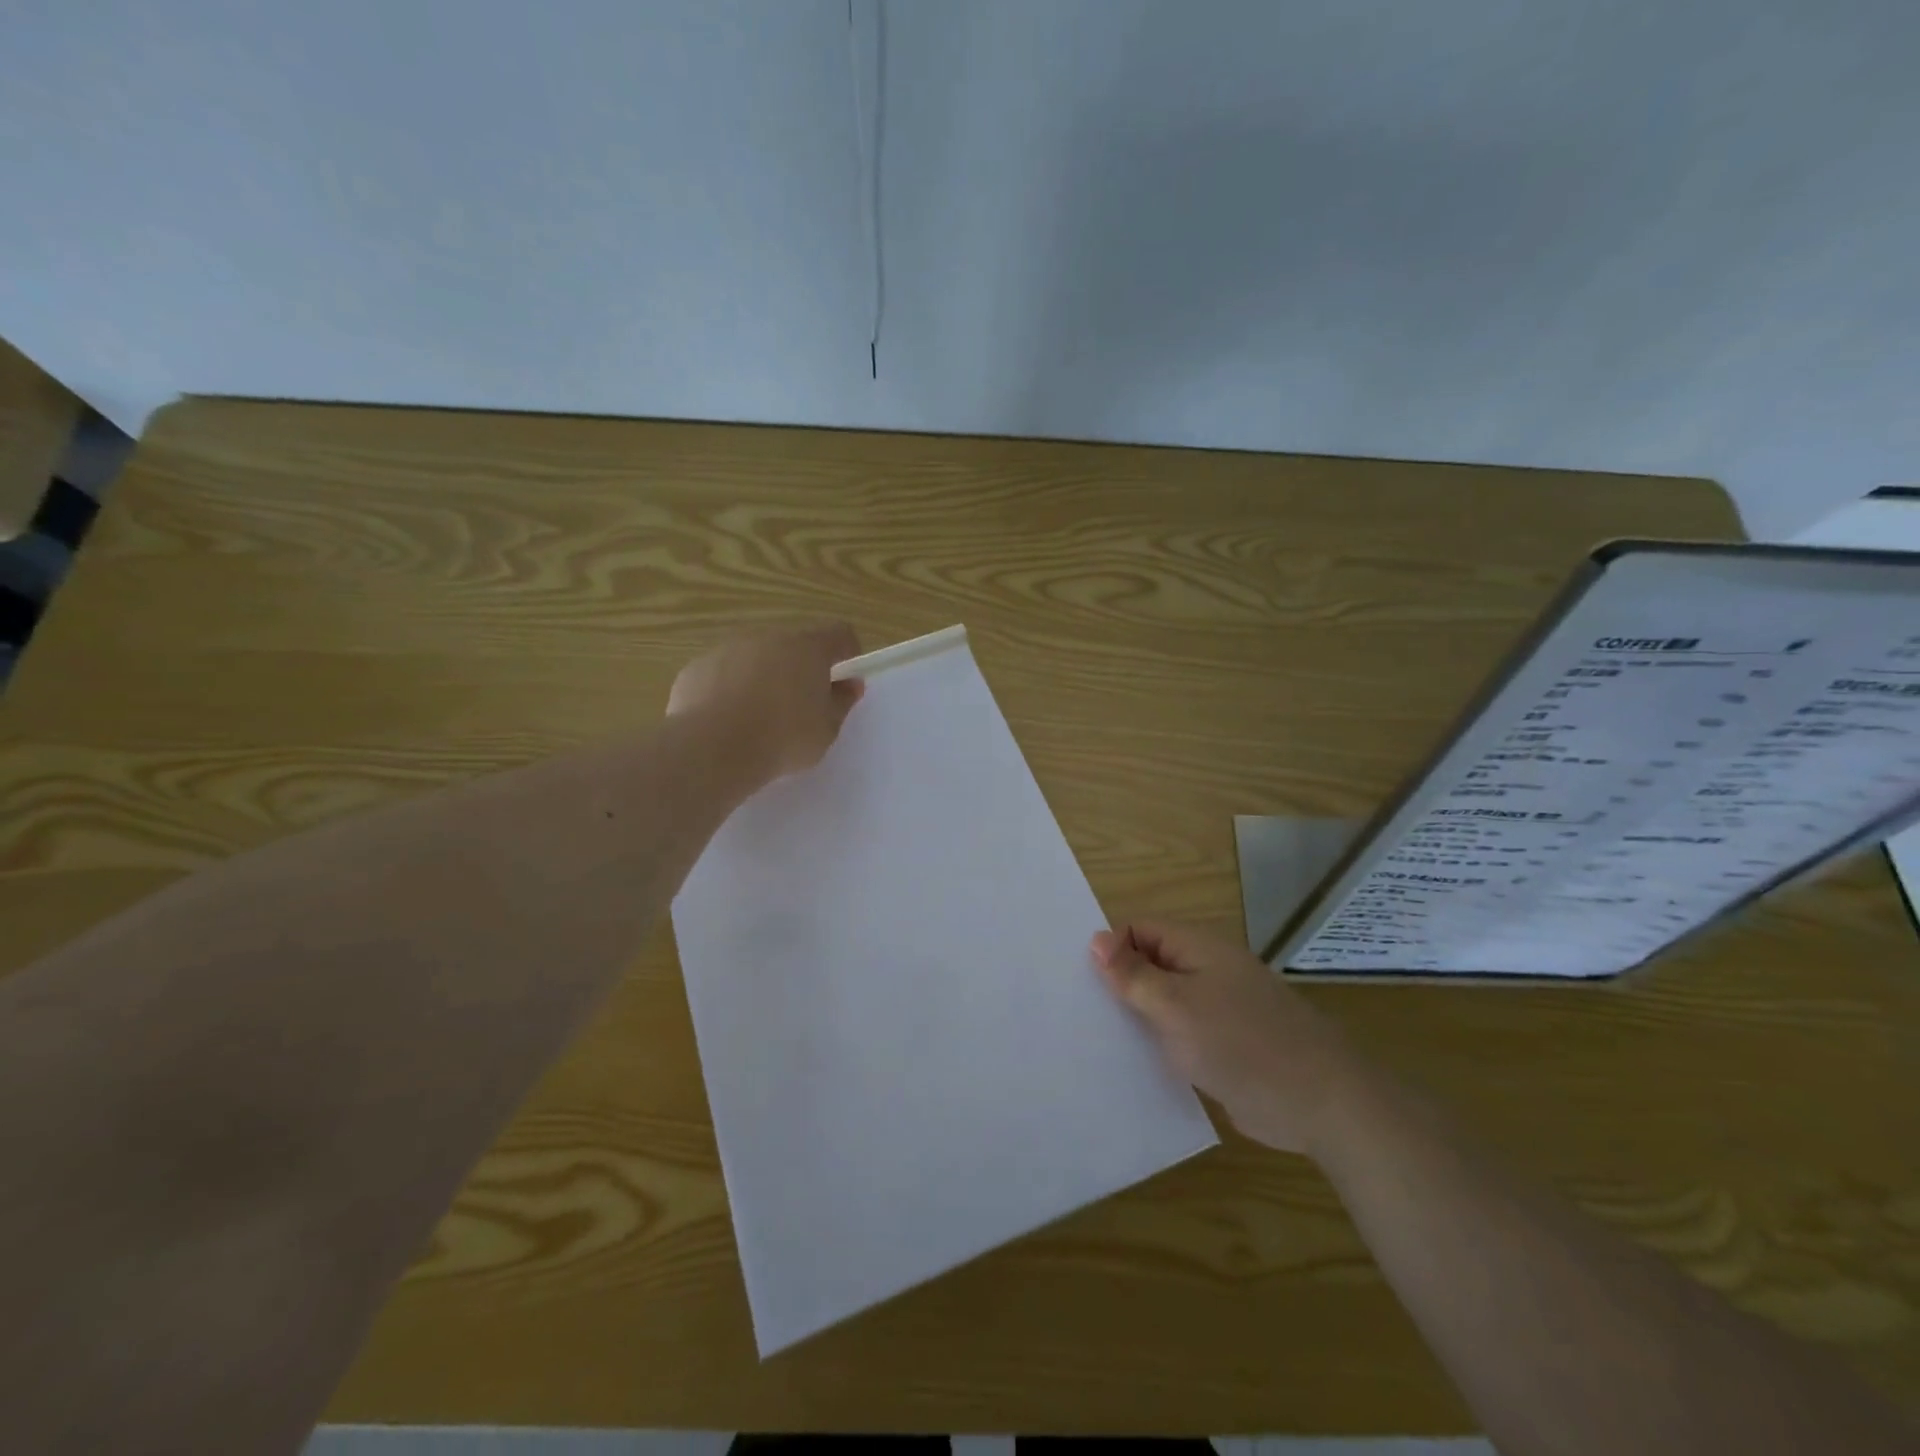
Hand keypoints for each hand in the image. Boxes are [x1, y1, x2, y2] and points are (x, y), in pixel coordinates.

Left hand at [667, 623, 864, 783]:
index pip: (838, 633)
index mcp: (807, 648)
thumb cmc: (783, 738)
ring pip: (755, 657)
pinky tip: (727, 720)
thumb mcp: (826, 730)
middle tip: (801, 704)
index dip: (846, 651)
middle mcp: (768, 637)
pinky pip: (723, 673)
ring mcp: (728, 649)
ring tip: (760, 717)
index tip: (845, 676)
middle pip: (793, 644)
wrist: (713, 748)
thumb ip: (841, 702)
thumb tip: (849, 685)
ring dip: (764, 676)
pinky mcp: (697, 667)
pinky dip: (730, 689)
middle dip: (801, 667)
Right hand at [1091, 920, 1357, 1156]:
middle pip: (1150, 964)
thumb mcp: (1176, 1006)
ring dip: (1137, 1017)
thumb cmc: (1242, 1044)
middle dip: (1119, 984)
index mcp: (1198, 948)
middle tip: (1080, 1011)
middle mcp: (1207, 971)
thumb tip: (1095, 939)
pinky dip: (1160, 1044)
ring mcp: (1218, 1009)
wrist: (1321, 1103)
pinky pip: (1181, 1034)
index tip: (1083, 981)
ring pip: (1164, 1002)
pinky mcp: (1224, 1045)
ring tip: (1096, 1039)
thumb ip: (1134, 975)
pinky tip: (1134, 1066)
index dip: (1111, 949)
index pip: (1139, 929)